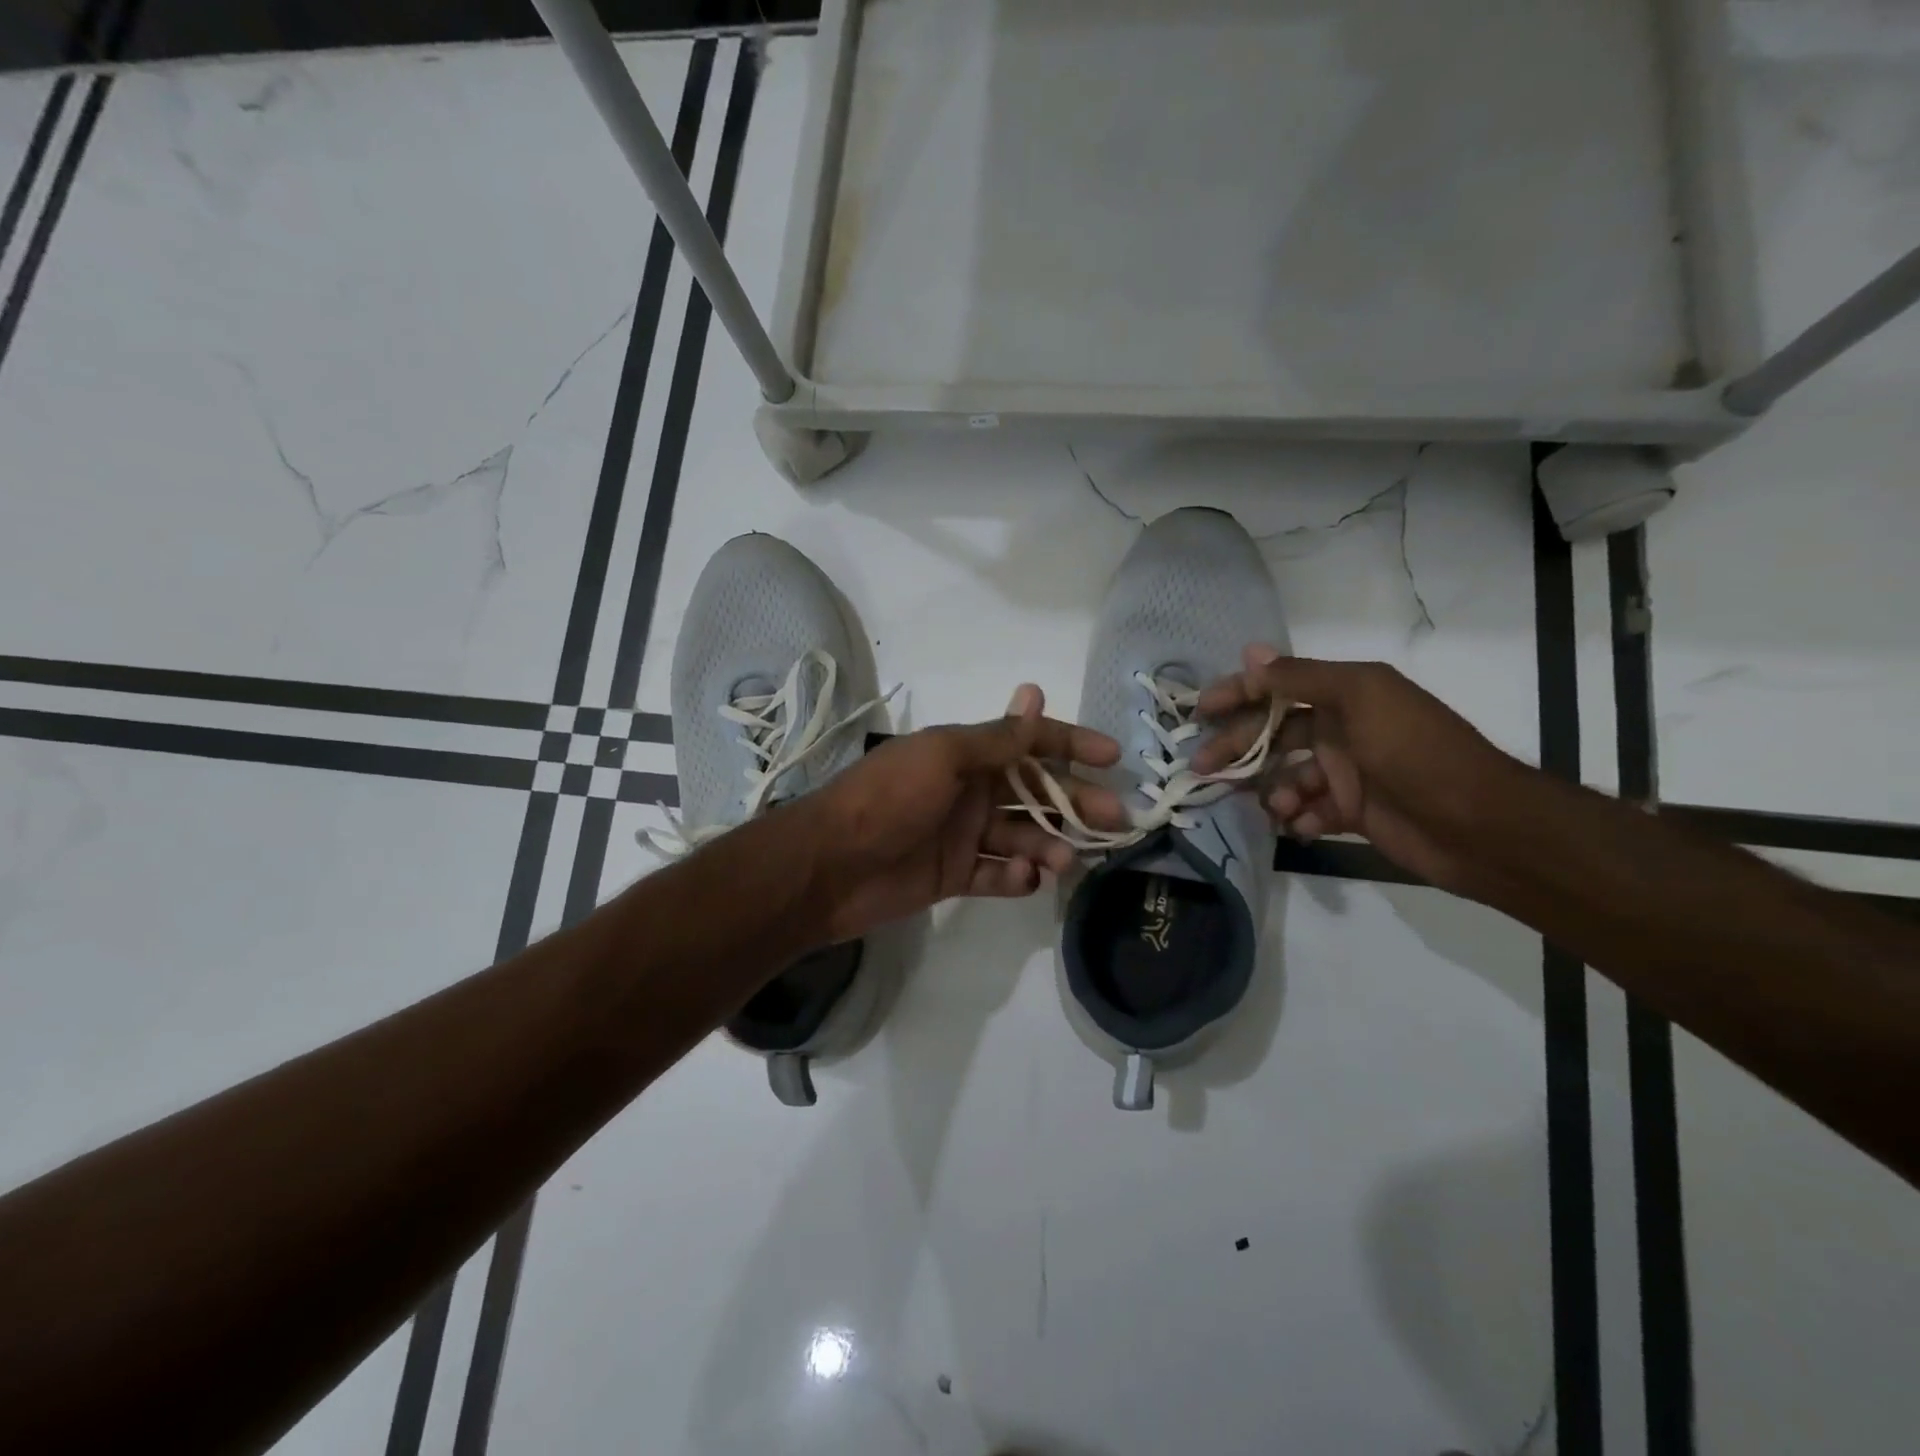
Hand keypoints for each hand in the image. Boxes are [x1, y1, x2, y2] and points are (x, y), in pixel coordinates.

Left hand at [800, 684, 1124, 941]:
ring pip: (1022, 836)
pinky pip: (996, 875)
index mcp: (966, 755)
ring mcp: (962, 835)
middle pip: (1035, 792)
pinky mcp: (953, 875)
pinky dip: (1016, 878)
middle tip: (1114, 820)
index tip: (1113, 757)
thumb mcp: (943, 756)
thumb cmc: (888, 798)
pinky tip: (1025, 879)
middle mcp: (969, 790)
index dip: (1070, 744)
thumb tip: (1035, 692)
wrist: (829, 866)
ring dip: (1049, 845)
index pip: (1029, 742)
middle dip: (1075, 802)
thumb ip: (995, 738)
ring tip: (1065, 861)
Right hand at [1192, 646, 1517, 891]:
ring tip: (1280, 806)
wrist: (1479, 824)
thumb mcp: (1361, 698)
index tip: (1201, 712)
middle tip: (1204, 768)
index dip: (1237, 695)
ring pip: (1285, 777)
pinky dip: (1300, 819)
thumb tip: (1250, 652)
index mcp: (1344, 695)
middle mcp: (1341, 729)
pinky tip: (1305, 826)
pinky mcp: (1352, 812)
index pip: (1277, 688)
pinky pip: (1309, 812)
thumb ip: (1302, 678)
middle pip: (1272, 735)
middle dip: (1238, 749)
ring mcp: (1346, 772)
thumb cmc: (1416, 751)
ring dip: (1273, 791)